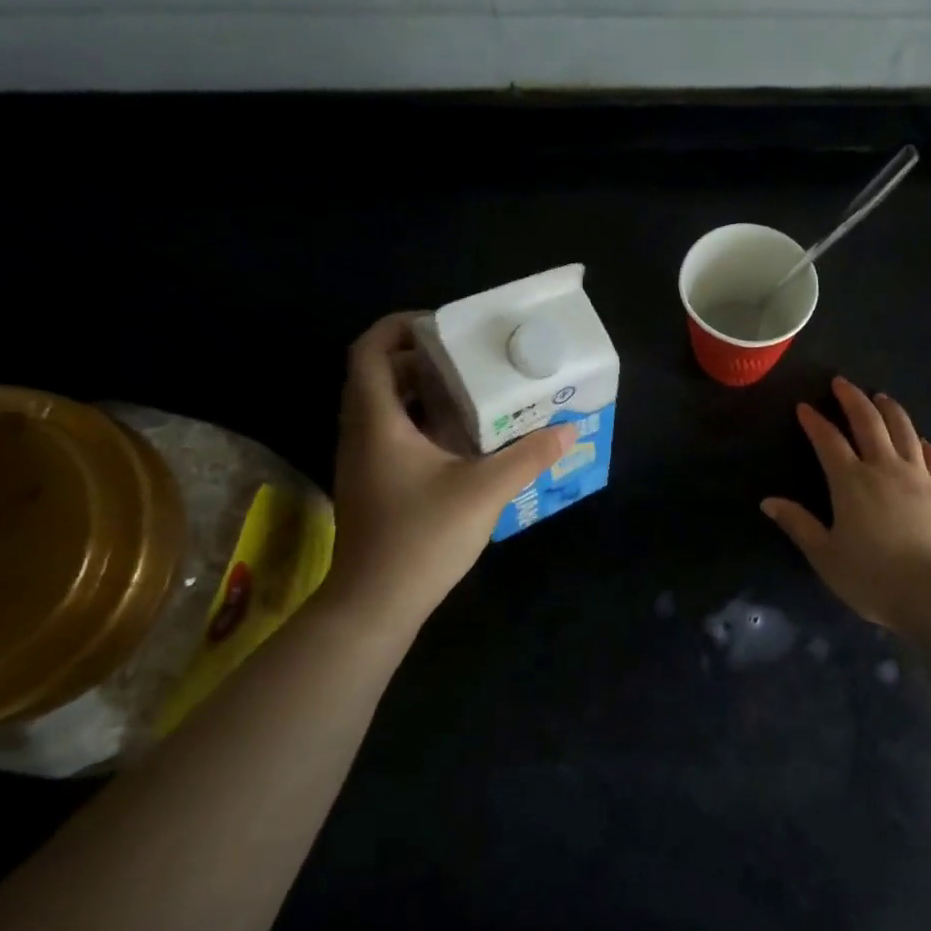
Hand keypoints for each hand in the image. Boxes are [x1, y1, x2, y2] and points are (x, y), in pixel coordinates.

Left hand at [317, 313, 575, 632]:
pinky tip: (463, 439)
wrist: (375, 603)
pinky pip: (393, 433)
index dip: (399, 326)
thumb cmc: (422, 537)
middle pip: (379, 374)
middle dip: (421, 357)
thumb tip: (568, 430)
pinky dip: (423, 422)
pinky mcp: (373, 483)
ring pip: (386, 406)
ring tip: (473, 391)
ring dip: (423, 391)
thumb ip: (528, 456)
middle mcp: (361, 432)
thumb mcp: (484, 491)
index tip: (444, 326)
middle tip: (470, 358)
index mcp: (377, 421)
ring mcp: (363, 460)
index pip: (368, 350)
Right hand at [762, 377, 930, 629]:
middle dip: (853, 399)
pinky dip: (925, 444)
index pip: (828, 441)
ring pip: (905, 431)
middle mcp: (885, 468)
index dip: (814, 421)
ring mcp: (920, 476)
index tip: (804, 406)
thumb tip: (768, 501)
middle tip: (842, 383)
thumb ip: (798, 525)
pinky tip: (922, 441)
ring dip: (890, 410)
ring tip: (881, 397)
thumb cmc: (873, 577)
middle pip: (869, 422)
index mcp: (851, 482)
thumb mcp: (825, 555)